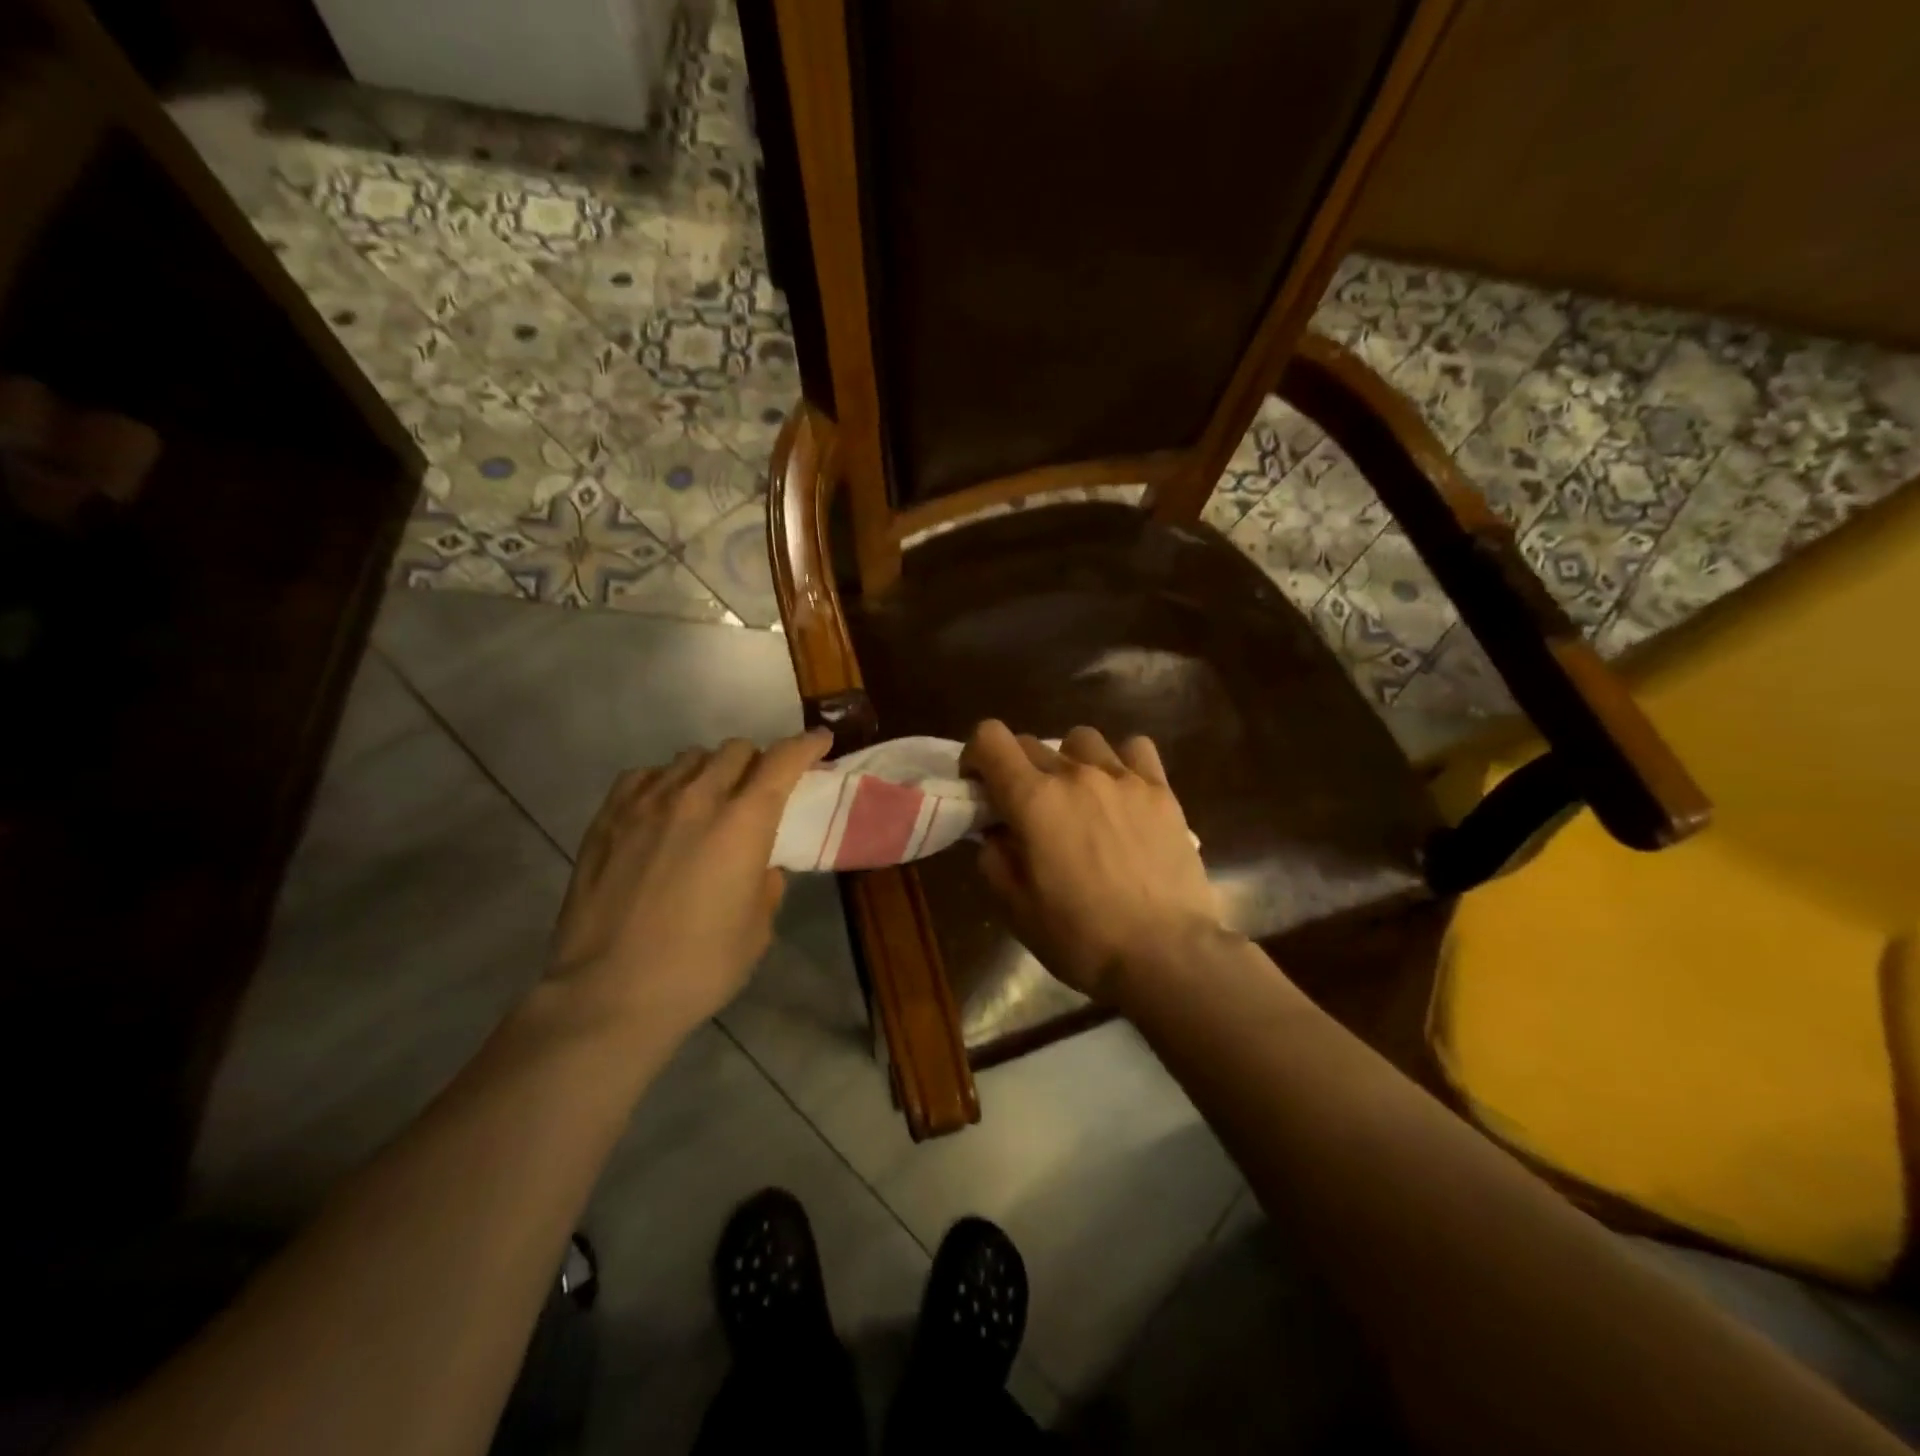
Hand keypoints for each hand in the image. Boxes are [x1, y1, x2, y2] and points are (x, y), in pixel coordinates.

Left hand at [546, 730, 831, 1039]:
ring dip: (711, 770)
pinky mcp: (607, 818)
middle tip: (759, 789)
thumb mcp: (757, 930)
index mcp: (743, 823)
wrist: (608, 994)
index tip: (820, 741)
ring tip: (708, 800)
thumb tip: (759, 866)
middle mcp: (697, 798)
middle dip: (757, 762)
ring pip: (689, 758)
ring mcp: (646, 804)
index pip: (782, 762)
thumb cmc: (698, 968)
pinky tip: (662, 808)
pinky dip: (664, 782)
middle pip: (735, 750)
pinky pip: (644, 776)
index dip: (806, 746)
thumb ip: (766, 885)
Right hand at [960, 720, 1228, 1003]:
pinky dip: (1121, 761)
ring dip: (1067, 760)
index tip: (979, 786)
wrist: (1166, 954)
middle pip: (1031, 743)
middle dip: (1016, 769)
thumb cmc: (1082, 937)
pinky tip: (1122, 791)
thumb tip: (996, 833)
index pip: (990, 738)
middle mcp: (1075, 774)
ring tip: (1077, 797)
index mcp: (1034, 800)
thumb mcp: (1017, 909)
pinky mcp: (1161, 791)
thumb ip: (994, 859)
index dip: (975, 755)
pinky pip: (1135, 749)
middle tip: (1025, 810)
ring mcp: (1123, 778)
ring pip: (1082, 739)